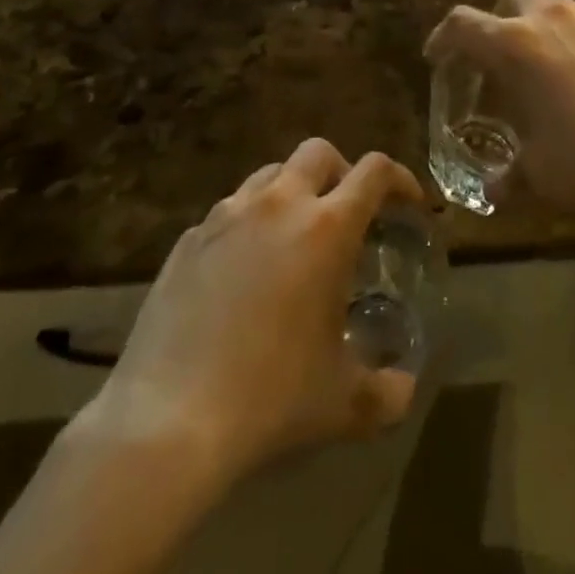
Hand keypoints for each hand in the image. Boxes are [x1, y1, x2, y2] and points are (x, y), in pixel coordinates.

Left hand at [79, 140, 426, 486]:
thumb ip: (388, 392)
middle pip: (319, 152)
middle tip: (348, 214)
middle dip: (342, 172)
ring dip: (292, 192)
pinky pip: (229, 211)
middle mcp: (279, 204)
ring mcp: (227, 215)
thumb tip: (404, 387)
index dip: (400, 180)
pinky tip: (243, 272)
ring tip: (294, 238)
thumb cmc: (269, 400)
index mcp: (327, 227)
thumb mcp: (343, 404)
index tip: (409, 204)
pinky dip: (249, 224)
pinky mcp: (189, 239)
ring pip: (270, 174)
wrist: (166, 421)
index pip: (375, 171)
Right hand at [424, 0, 574, 215]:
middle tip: (501, 57)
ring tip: (552, 74)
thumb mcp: (541, 175)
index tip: (438, 56)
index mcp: (515, 45)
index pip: (462, 24)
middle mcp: (550, 18)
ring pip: (556, 7)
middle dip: (499, 17)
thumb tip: (494, 192)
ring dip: (544, 30)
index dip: (443, 38)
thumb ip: (510, 177)